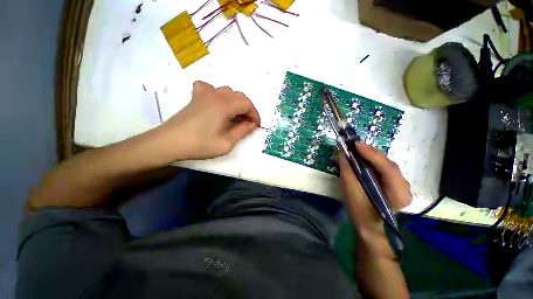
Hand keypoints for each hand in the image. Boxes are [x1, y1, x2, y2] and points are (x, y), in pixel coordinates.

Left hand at [155, 81, 259, 160]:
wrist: (169, 142)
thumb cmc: (200, 144)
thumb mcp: (226, 143)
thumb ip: (242, 131)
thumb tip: (251, 124)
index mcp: (225, 105)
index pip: (247, 104)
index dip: (255, 115)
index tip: (256, 126)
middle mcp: (216, 95)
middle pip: (239, 96)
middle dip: (247, 109)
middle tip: (247, 123)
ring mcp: (204, 94)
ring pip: (227, 91)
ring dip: (235, 102)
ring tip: (235, 115)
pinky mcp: (195, 97)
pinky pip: (210, 89)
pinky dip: (217, 94)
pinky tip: (216, 103)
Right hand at [339, 143, 411, 233]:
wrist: (369, 226)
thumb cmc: (361, 213)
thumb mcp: (352, 194)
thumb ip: (348, 174)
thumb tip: (342, 155)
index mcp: (399, 194)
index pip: (388, 169)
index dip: (372, 154)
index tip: (356, 145)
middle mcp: (404, 187)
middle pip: (388, 164)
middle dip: (370, 153)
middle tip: (354, 146)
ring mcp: (400, 184)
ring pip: (385, 164)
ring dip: (370, 156)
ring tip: (356, 150)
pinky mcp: (393, 183)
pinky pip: (382, 167)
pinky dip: (371, 161)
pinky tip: (361, 158)